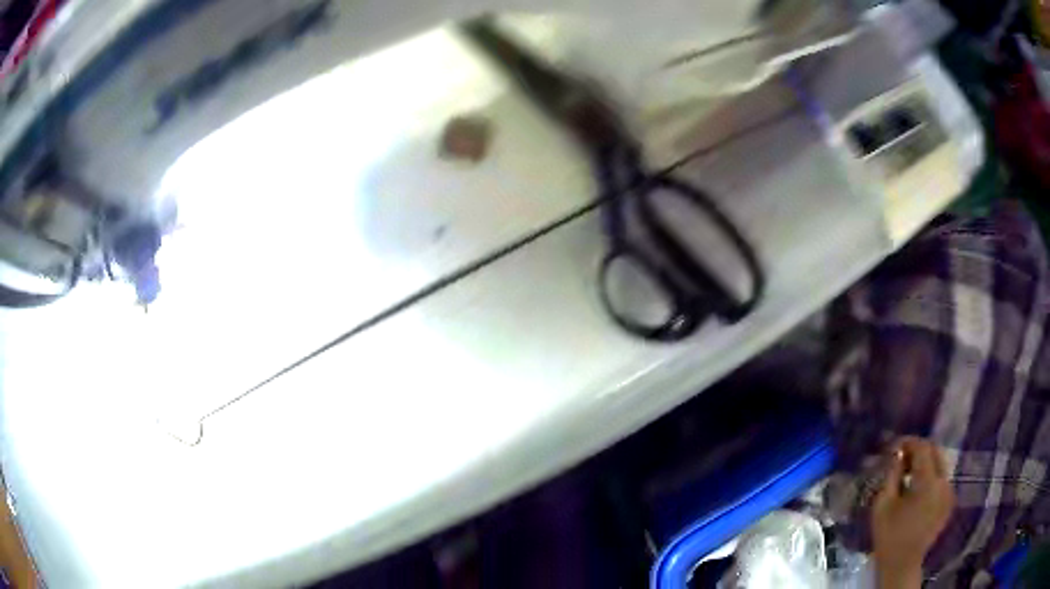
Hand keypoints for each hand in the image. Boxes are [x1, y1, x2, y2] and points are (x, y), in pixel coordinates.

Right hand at [871, 437, 954, 588]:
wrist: (902, 564)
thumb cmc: (889, 536)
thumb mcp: (883, 505)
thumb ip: (892, 475)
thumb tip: (897, 453)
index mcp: (928, 482)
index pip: (923, 448)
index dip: (909, 442)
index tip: (895, 446)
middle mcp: (944, 482)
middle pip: (936, 451)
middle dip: (919, 450)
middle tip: (902, 457)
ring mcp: (949, 491)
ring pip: (941, 464)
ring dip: (926, 462)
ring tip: (909, 472)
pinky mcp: (949, 501)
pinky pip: (942, 478)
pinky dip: (931, 476)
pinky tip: (917, 488)